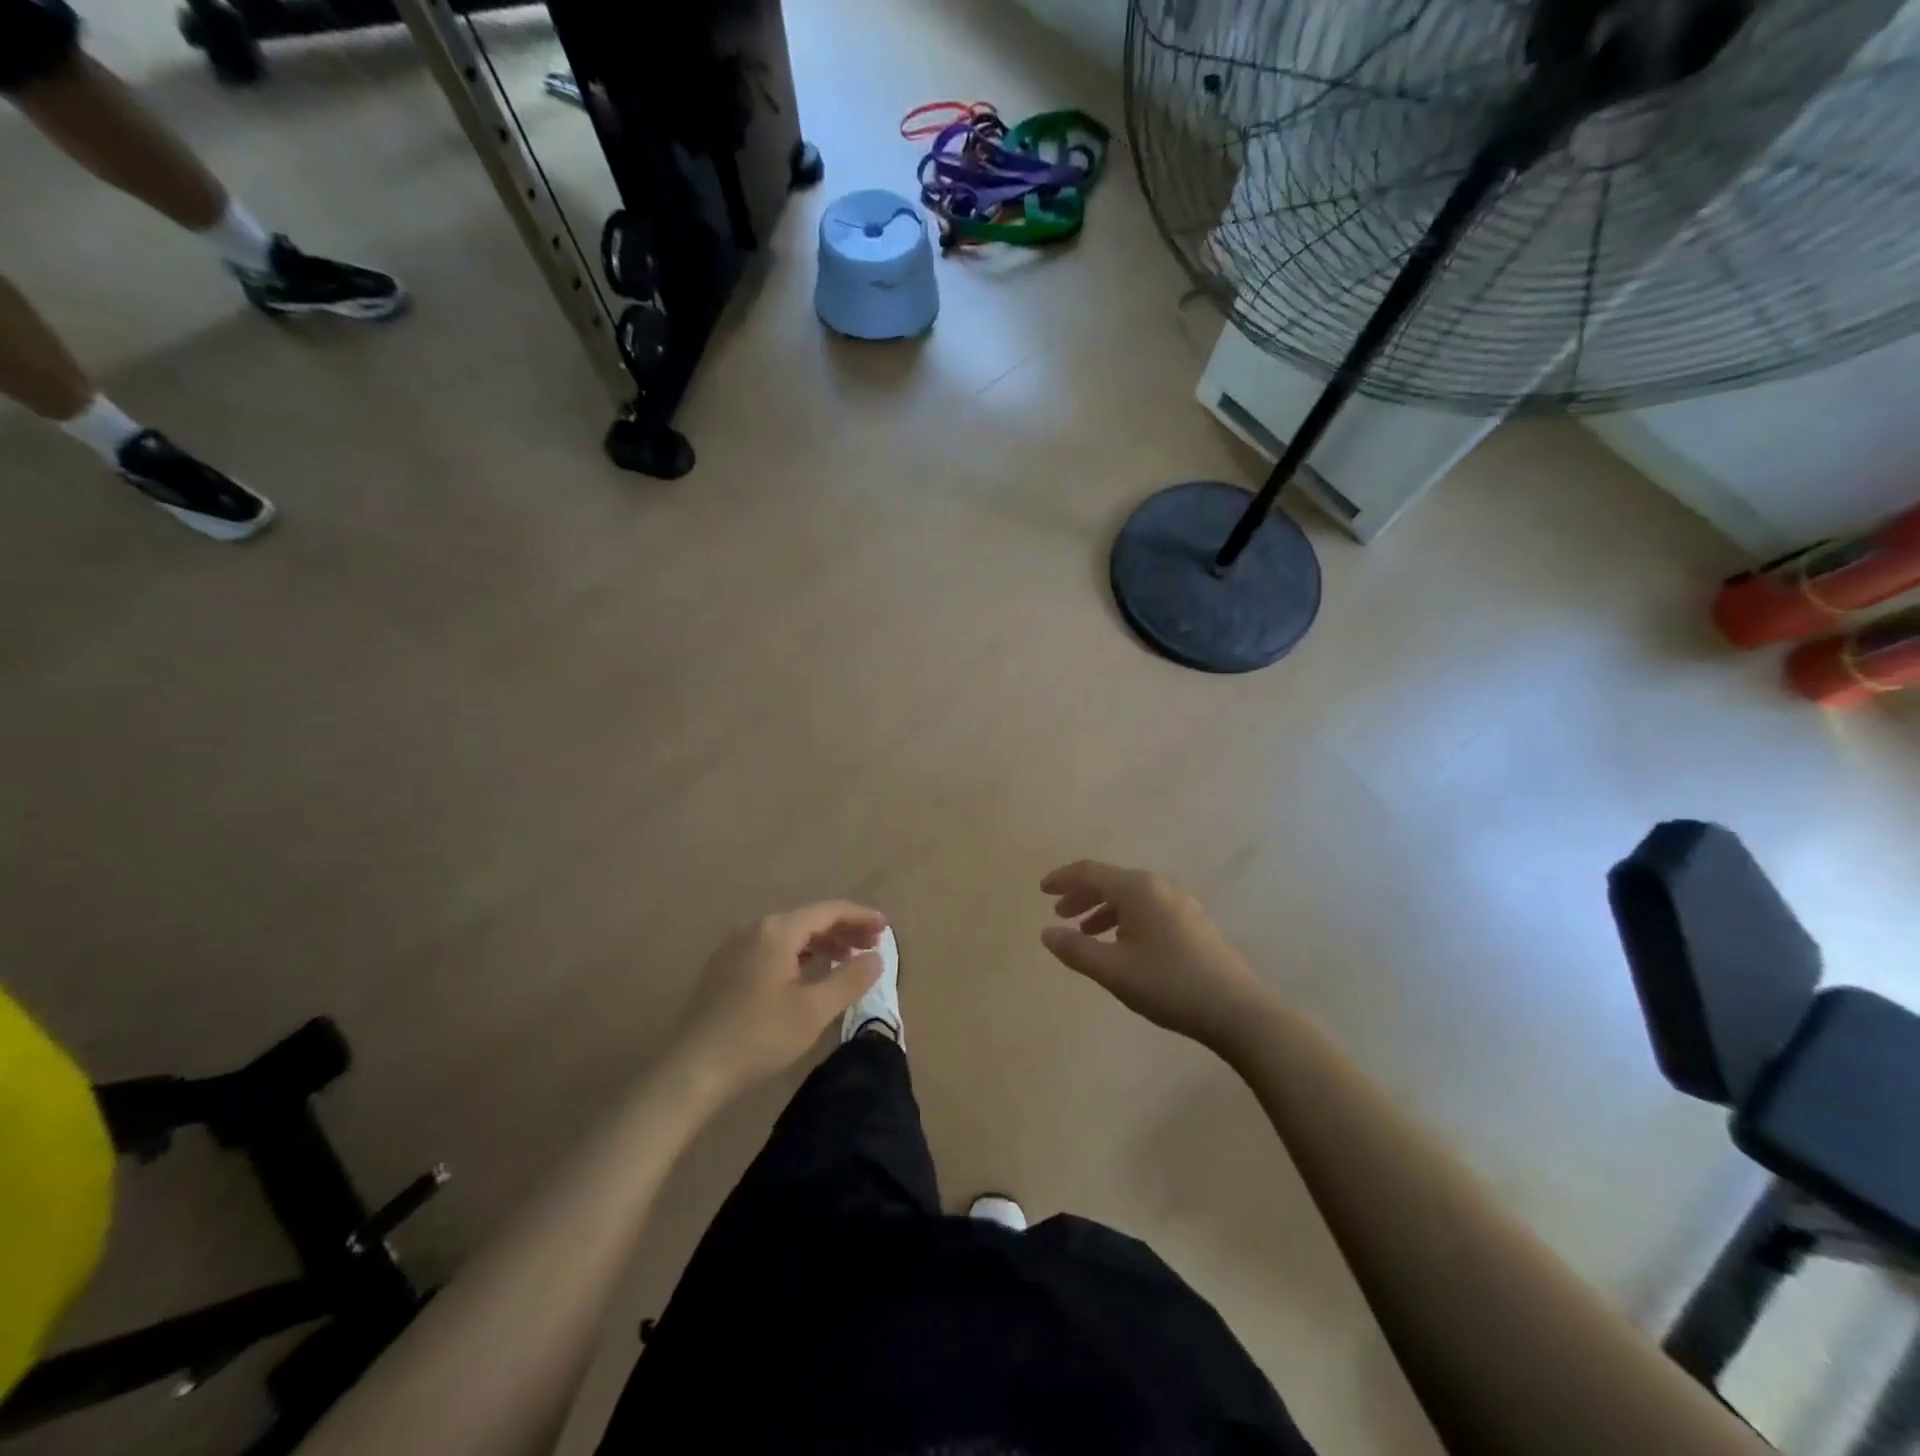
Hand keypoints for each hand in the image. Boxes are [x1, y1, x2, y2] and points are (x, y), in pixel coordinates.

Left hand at [673, 901, 887, 1096]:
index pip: (828, 911)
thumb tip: (876, 958)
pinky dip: (799, 955)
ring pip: (789, 935)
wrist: (691, 1070)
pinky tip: (808, 975)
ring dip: (822, 943)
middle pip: (808, 919)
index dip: (860, 916)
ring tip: (847, 961)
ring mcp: (735, 948)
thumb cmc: (758, 1036)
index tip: (886, 928)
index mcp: (777, 931)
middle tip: (873, 945)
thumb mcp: (813, 1011)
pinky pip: (772, 949)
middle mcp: (755, 929)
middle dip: (843, 930)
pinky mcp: (724, 969)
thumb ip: (850, 979)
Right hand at [1040, 861, 1271, 1053]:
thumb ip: (1075, 949)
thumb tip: (1046, 933)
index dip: (1063, 879)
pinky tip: (1122, 945)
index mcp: (1138, 889)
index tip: (1041, 890)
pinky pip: (1148, 910)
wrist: (1236, 1010)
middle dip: (1082, 895)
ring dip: (1103, 909)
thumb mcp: (1113, 970)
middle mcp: (1159, 887)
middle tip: (1059, 914)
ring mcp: (1181, 904)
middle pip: (1111, 881)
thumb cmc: (1168, 984)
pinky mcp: (1194, 924)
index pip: (1091, 872)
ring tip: (1086, 932)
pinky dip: (1125, 919)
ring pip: (1131, 897)